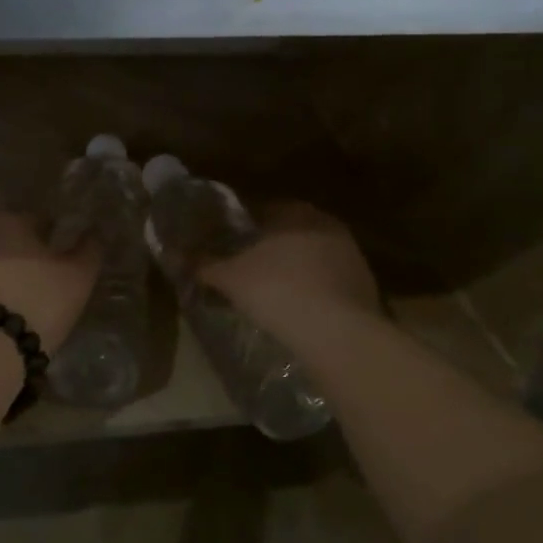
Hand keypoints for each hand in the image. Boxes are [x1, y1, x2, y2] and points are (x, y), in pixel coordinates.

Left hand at [0, 211, 100, 354]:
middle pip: (11, 240)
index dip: (55, 239)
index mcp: (9, 219)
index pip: (40, 220)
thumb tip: (95, 232)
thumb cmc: (38, 300)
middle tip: (46, 282)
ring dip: (6, 274)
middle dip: (26, 255)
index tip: (65, 261)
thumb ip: (90, 249)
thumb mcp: (78, 276)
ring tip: (25, 301)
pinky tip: (3, 313)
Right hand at [198, 202, 381, 346]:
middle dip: (271, 247)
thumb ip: (205, 264)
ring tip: (270, 291)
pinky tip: (297, 311)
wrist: (338, 334)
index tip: (230, 240)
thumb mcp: (230, 277)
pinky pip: (328, 283)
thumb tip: (177, 256)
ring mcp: (352, 258)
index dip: (246, 223)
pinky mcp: (365, 289)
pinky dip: (312, 292)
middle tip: (247, 266)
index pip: (267, 208)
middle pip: (292, 232)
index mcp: (298, 213)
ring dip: (294, 269)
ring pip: (312, 257)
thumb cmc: (278, 290)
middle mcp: (329, 227)